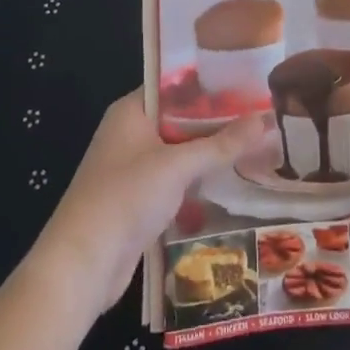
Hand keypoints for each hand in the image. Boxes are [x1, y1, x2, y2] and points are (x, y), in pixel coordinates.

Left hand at [26, 92, 273, 321]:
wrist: (82, 265)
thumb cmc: (126, 198)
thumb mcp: (178, 166)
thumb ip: (222, 144)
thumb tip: (267, 118)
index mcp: (131, 111)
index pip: (175, 86)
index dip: (210, 84)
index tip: (247, 85)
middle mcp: (130, 133)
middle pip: (179, 119)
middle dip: (216, 122)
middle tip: (261, 117)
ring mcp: (132, 169)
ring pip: (179, 153)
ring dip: (209, 154)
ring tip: (255, 147)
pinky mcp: (138, 201)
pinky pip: (174, 181)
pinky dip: (197, 181)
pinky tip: (230, 184)